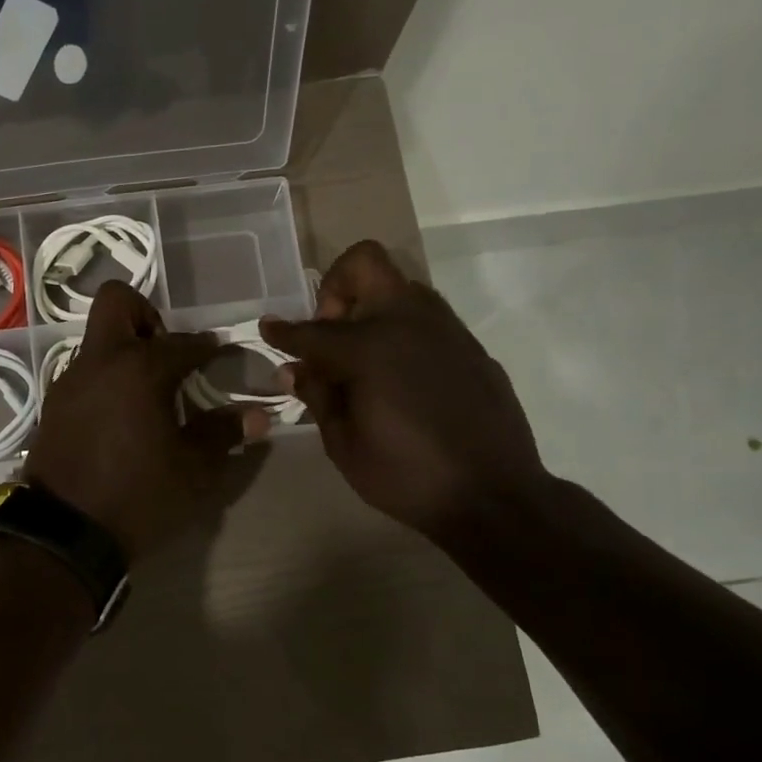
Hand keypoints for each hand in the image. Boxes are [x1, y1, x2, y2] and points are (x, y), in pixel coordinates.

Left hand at [25, 282, 269, 560]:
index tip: (223, 355)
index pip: (184, 342)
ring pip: (98, 339)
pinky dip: (106, 378)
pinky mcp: (53, 405)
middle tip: (168, 356)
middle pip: (117, 302)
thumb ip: (223, 434)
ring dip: (125, 350)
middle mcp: (100, 362)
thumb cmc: (138, 497)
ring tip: (149, 393)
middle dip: (147, 316)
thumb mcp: (193, 470)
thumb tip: (257, 415)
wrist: (65, 533)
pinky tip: (122, 415)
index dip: (209, 347)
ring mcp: (70, 381)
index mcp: (140, 369)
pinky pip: (85, 372)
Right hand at [262, 241, 548, 543]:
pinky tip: (400, 377)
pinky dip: (402, 332)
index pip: (312, 330)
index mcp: (369, 348)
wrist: (493, 497)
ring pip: (401, 286)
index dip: (282, 332)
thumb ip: (318, 396)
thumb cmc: (406, 476)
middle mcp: (408, 323)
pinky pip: (428, 319)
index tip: (268, 328)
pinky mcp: (471, 347)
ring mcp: (446, 329)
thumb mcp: (344, 444)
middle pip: (364, 264)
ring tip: (362, 355)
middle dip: (335, 288)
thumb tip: (297, 370)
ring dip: (372, 306)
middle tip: (328, 330)